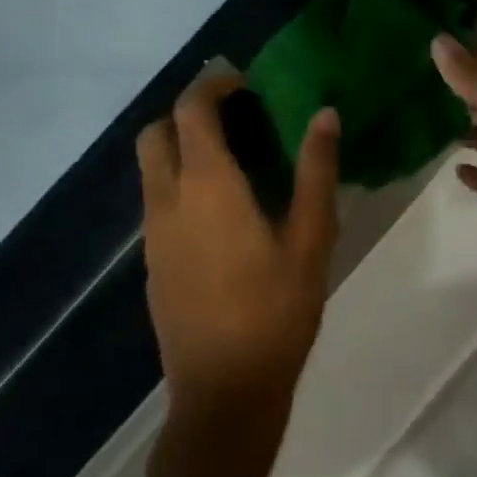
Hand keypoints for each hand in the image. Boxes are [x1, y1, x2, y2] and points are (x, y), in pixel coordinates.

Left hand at [131, 75, 338, 476]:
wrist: (223, 393)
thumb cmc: (276, 311)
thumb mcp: (312, 238)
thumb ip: (316, 171)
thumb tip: (324, 114)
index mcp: (207, 187)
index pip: (192, 111)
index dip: (214, 85)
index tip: (248, 82)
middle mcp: (168, 201)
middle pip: (156, 133)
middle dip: (189, 112)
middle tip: (238, 117)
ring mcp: (153, 234)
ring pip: (153, 167)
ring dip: (184, 146)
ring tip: (239, 157)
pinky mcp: (152, 261)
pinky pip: (158, 199)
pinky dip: (182, 180)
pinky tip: (225, 207)